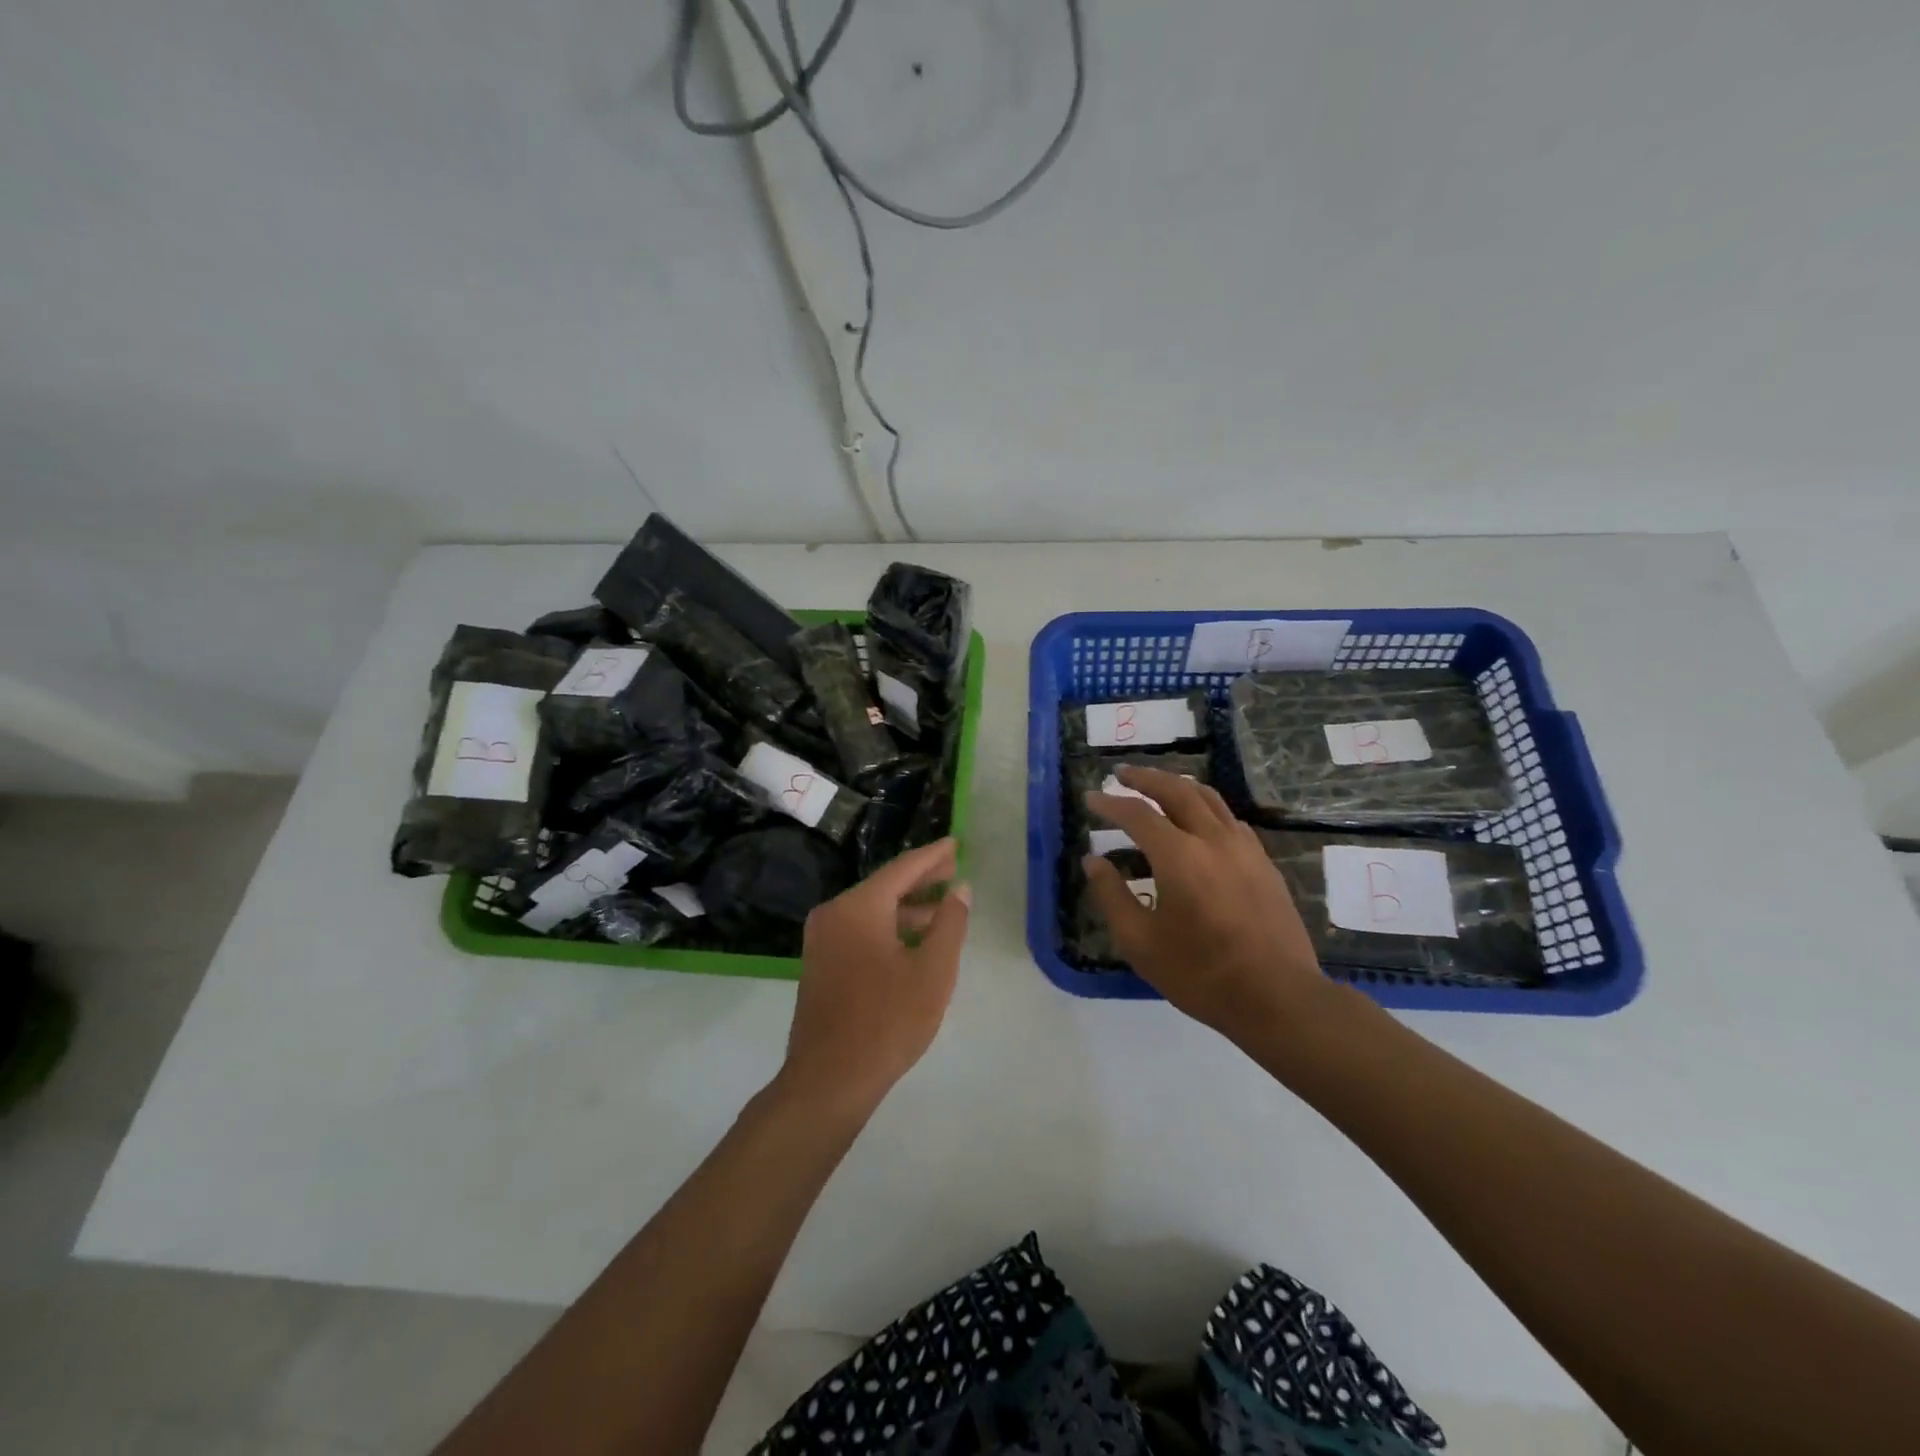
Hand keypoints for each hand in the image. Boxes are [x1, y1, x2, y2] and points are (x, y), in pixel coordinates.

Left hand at [780, 837, 971, 1116]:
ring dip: (907, 907)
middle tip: (953, 869)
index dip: (933, 856)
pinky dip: (889, 927)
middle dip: (921, 879)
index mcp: (859, 907)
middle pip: (885, 886)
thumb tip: (959, 889)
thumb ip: (950, 923)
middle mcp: (834, 913)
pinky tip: (914, 940)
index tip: (955, 843)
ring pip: (872, 910)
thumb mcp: (933, 971)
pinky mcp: (821, 962)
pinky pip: (860, 930)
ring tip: (943, 908)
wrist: (829, 1079)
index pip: (903, 869)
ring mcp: (822, 939)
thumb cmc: (887, 1021)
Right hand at [1084, 765, 1332, 1037]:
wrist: (1278, 997)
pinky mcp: (1264, 862)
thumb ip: (1112, 896)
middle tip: (1121, 773)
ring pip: (1208, 798)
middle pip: (1176, 790)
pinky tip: (1199, 822)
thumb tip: (1093, 861)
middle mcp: (1212, 839)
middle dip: (1145, 778)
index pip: (1137, 814)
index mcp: (1179, 856)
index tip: (1091, 799)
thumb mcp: (1140, 942)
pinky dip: (1205, 808)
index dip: (1110, 804)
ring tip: (1158, 786)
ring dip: (1178, 785)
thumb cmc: (1200, 973)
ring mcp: (1244, 848)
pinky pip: (1229, 819)